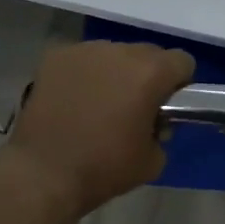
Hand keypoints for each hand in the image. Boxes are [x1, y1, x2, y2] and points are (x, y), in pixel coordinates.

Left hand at [1, 41, 194, 220]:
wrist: (42, 173)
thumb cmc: (103, 168)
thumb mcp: (153, 160)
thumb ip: (162, 131)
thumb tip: (152, 120)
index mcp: (150, 72)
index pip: (182, 61)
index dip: (179, 83)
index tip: (166, 105)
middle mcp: (120, 51)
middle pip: (147, 53)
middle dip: (146, 75)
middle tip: (132, 106)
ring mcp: (85, 50)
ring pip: (113, 53)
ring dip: (114, 72)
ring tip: (97, 104)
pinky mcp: (56, 56)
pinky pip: (82, 59)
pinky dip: (83, 74)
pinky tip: (72, 100)